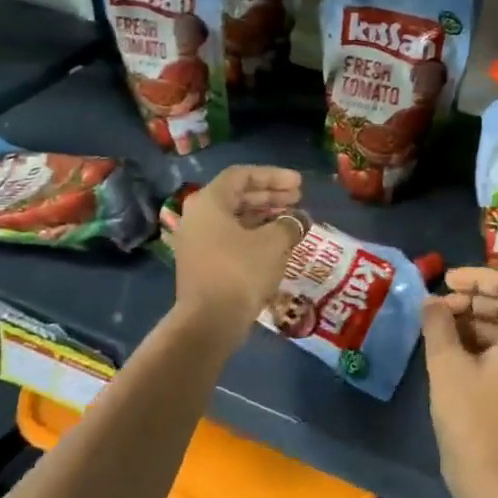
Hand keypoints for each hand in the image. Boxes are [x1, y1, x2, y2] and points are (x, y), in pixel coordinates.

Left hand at [171, 166, 305, 330]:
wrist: (210, 322)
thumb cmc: (241, 271)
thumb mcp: (273, 243)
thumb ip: (290, 224)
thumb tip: (300, 220)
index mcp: (210, 202)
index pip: (243, 175)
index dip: (274, 176)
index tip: (299, 184)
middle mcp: (199, 216)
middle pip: (238, 195)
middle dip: (270, 195)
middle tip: (298, 198)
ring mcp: (198, 241)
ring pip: (235, 217)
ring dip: (265, 215)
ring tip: (292, 219)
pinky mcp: (203, 262)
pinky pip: (231, 237)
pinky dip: (255, 234)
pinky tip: (277, 241)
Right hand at [423, 268, 497, 497]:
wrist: (493, 481)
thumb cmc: (469, 419)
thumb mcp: (447, 367)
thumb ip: (439, 325)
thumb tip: (432, 301)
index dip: (477, 277)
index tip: (447, 281)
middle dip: (475, 298)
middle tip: (440, 306)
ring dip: (477, 318)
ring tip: (442, 324)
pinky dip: (485, 340)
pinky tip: (455, 346)